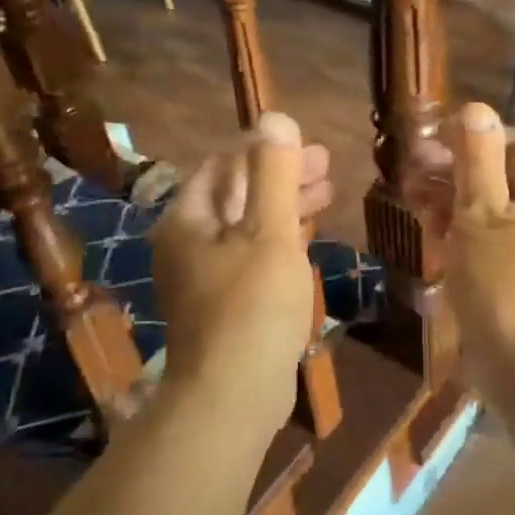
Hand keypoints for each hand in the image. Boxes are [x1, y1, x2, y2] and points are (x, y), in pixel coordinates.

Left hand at [152, 113, 330, 417]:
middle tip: (326, 166)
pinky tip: (307, 236)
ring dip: (284, 206)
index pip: (224, 166)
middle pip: (236, 194)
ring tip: (328, 194)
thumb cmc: (251, 306)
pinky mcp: (224, 304)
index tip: (309, 147)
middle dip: (280, 176)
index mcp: (187, 219)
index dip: (266, 150)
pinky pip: (251, 256)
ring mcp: (203, 277)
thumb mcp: (268, 232)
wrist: (232, 396)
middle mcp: (187, 243)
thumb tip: (274, 118)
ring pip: (247, 226)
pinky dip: (279, 239)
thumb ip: (273, 173)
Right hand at [406, 103, 514, 393]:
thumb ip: (476, 162)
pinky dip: (459, 229)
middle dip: (454, 168)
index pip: (514, 145)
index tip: (426, 141)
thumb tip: (476, 109)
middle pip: (500, 175)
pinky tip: (428, 227)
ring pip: (489, 207)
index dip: (470, 136)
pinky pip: (488, 238)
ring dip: (451, 197)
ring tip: (410, 196)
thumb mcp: (482, 218)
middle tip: (408, 170)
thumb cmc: (504, 288)